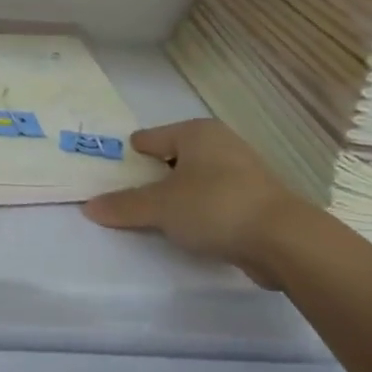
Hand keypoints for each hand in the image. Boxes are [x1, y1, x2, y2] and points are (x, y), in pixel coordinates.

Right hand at [82, 120, 306, 283]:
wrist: (283, 239)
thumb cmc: (215, 206)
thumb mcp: (161, 207)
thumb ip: (124, 206)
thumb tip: (88, 207)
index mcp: (196, 132)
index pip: (150, 138)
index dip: (129, 155)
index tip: (111, 172)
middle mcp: (219, 143)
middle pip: (173, 157)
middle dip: (152, 175)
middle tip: (126, 196)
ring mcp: (242, 170)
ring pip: (195, 179)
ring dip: (177, 195)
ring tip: (154, 216)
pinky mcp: (255, 199)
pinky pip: (213, 199)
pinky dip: (198, 209)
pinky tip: (187, 229)